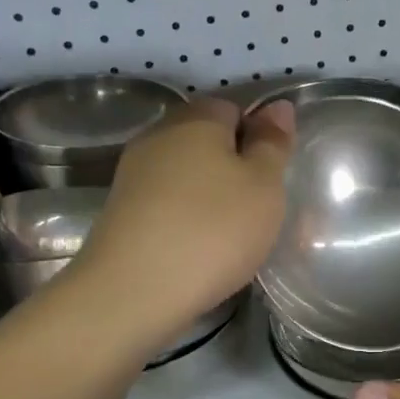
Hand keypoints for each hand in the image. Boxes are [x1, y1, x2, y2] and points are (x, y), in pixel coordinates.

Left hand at [77, 96, 293, 343]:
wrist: (134, 291)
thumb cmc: (213, 230)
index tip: (272, 176)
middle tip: (258, 207)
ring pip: (185, 174)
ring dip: (209, 195)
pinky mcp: (121, 211)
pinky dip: (185, 218)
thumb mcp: (263, 186)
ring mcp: (134, 174)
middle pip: (205, 140)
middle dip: (233, 167)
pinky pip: (166, 203)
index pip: (234, 108)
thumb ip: (272, 144)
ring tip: (231, 233)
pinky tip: (198, 248)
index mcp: (196, 118)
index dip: (258, 137)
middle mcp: (158, 136)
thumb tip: (278, 106)